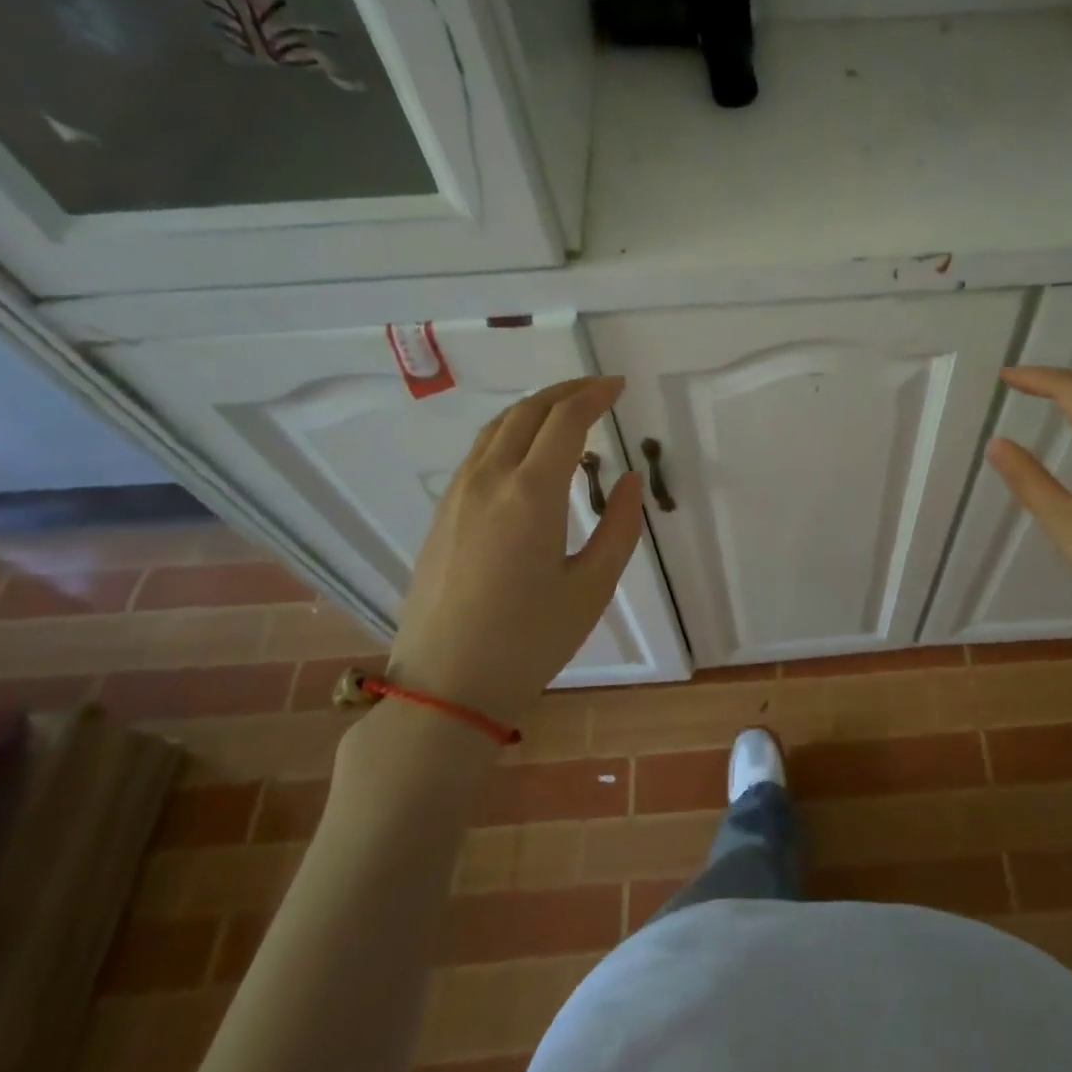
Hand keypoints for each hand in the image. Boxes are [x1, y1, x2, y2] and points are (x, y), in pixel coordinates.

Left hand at [389, 376, 643, 721]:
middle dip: (566, 390)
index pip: (566, 420)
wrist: (446, 685)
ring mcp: (458, 494)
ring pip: (496, 427)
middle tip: (599, 388)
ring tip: (567, 412)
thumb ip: (619, 526)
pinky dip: (510, 433)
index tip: (619, 386)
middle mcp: (489, 480)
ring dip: (535, 408)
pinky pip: (479, 452)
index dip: (595, 395)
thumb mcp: (593, 587)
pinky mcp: (443, 514)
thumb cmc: (530, 640)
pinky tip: (528, 453)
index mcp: (531, 494)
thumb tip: (629, 479)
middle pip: (527, 411)